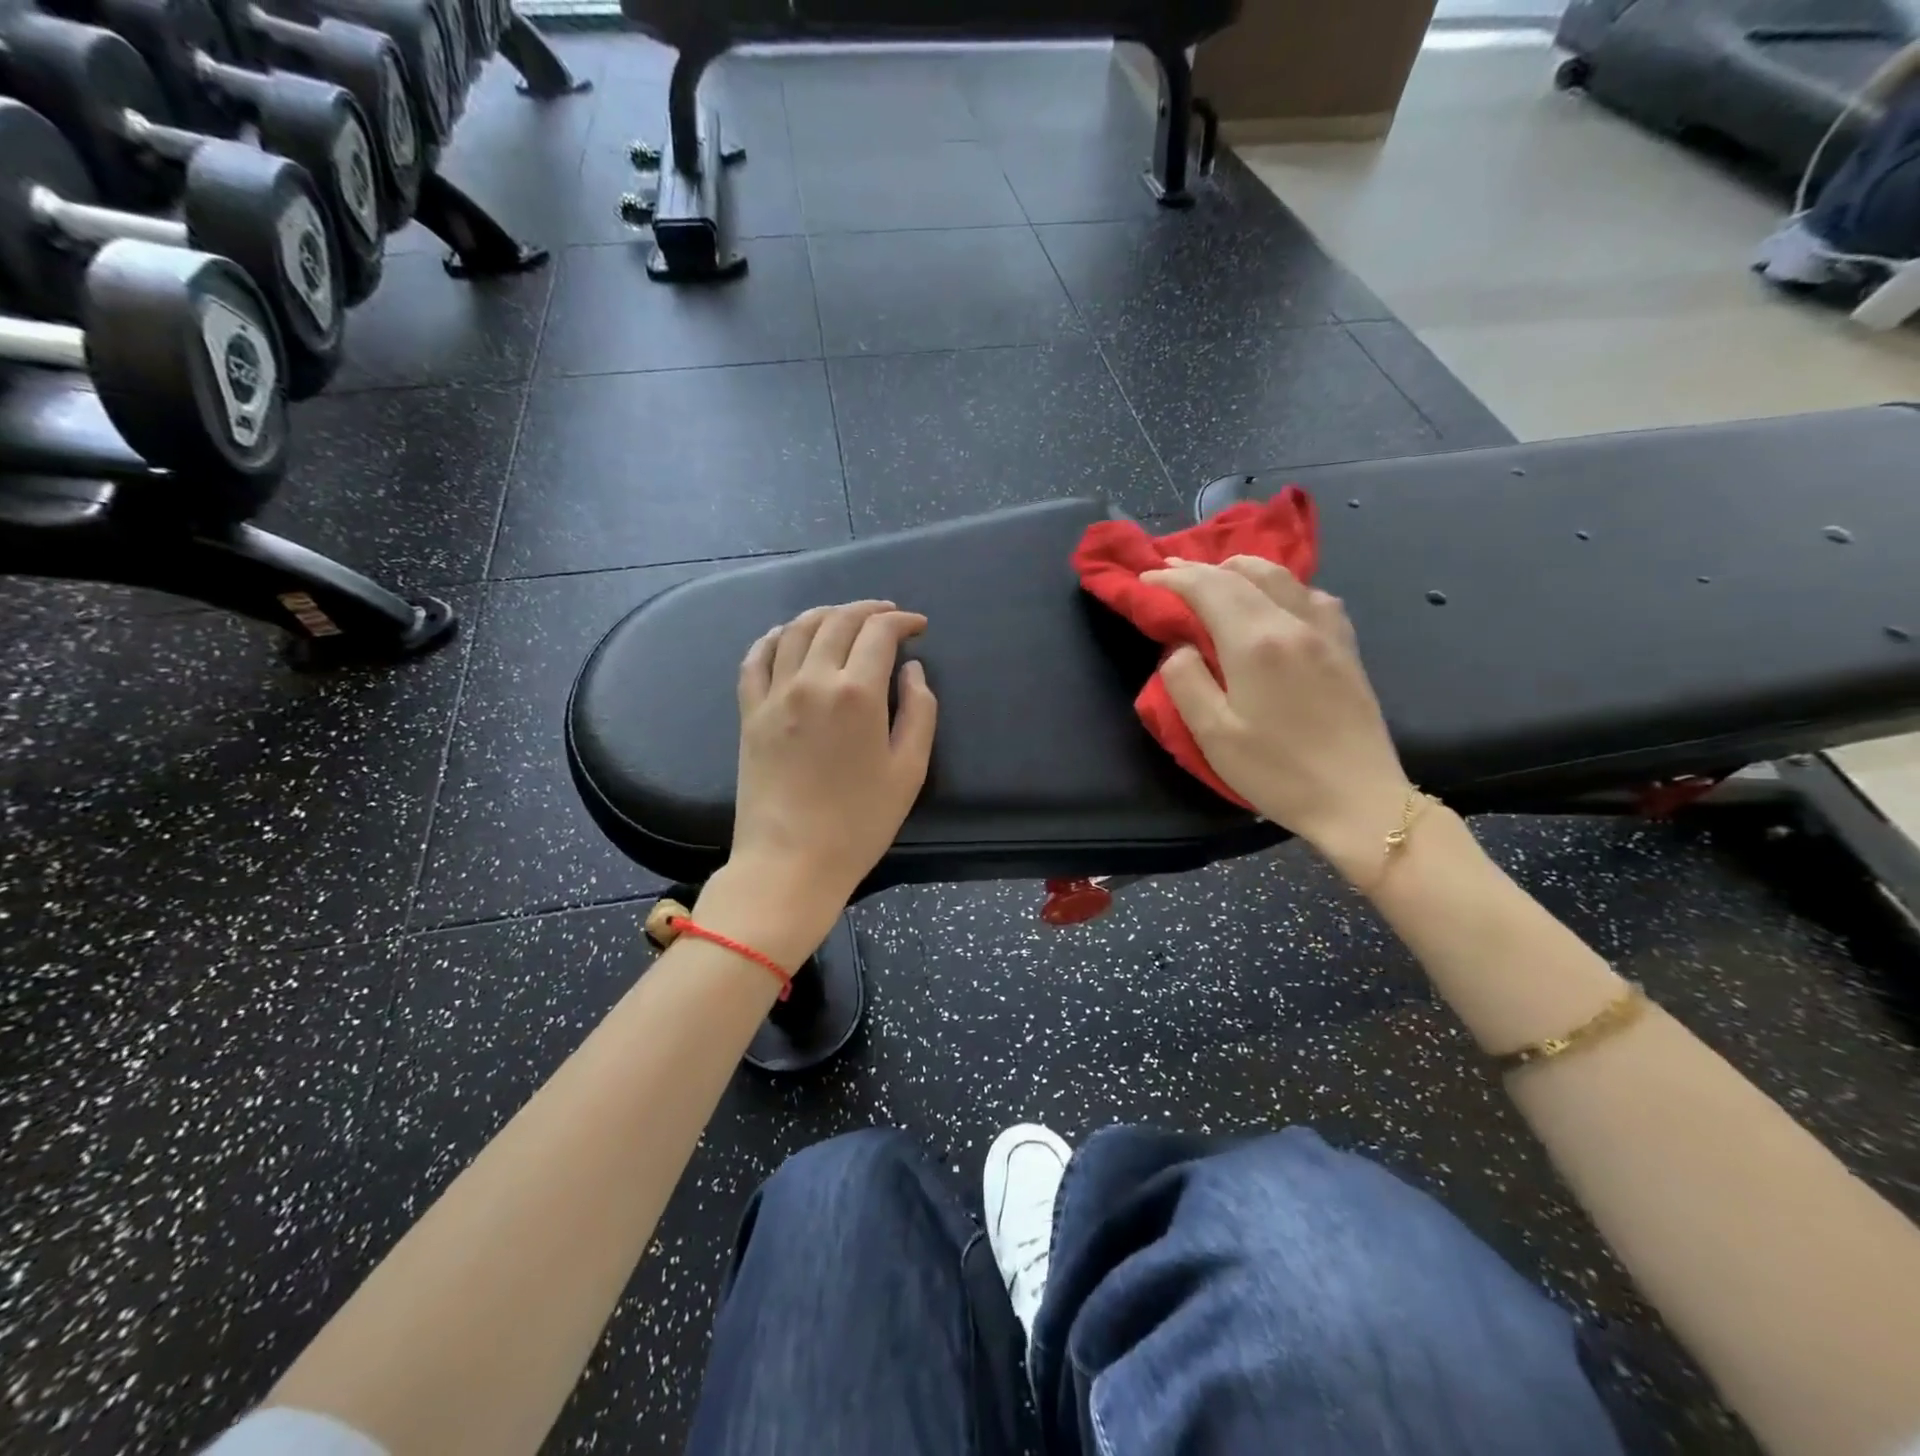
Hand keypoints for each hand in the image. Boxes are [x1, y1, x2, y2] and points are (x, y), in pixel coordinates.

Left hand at [727, 600, 937, 923]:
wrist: (790, 861)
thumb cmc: (860, 822)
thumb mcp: (910, 770)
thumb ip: (919, 711)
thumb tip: (912, 670)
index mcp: (858, 693)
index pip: (880, 633)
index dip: (902, 621)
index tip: (918, 627)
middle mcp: (813, 680)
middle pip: (838, 622)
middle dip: (868, 610)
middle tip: (888, 615)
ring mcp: (775, 694)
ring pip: (797, 630)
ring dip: (825, 614)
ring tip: (844, 617)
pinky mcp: (749, 713)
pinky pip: (756, 658)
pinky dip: (775, 637)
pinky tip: (787, 635)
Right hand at [1141, 557, 1411, 880]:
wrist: (1358, 800)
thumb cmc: (1277, 772)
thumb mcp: (1213, 734)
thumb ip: (1185, 681)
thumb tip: (1179, 647)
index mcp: (1256, 642)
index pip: (1208, 589)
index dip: (1173, 579)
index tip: (1146, 579)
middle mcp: (1293, 623)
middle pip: (1243, 574)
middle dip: (1201, 567)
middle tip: (1170, 571)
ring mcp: (1326, 631)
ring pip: (1282, 576)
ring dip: (1242, 568)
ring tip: (1217, 575)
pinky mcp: (1346, 647)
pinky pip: (1312, 595)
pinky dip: (1282, 585)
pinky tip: (1276, 599)